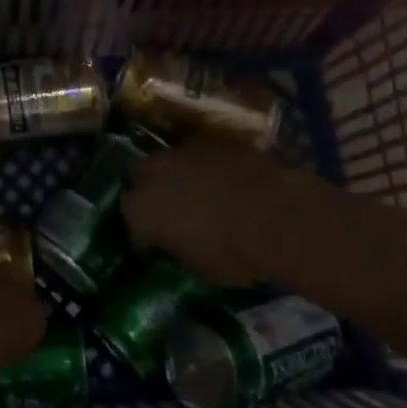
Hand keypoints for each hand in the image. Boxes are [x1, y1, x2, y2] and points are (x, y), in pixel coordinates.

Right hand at [123, 135, 309, 286]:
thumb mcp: (197, 267)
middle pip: (137, 176)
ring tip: (195, 193)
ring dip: (174, 175)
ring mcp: (182, 151)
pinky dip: (203, 167)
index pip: (129, 221)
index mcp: (141, 209)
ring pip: (167, 161)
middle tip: (166, 209)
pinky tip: (220, 181)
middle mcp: (153, 173)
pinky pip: (197, 154)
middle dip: (146, 190)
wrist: (277, 215)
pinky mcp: (211, 140)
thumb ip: (175, 248)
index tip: (153, 245)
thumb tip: (174, 243)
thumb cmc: (233, 253)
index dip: (142, 234)